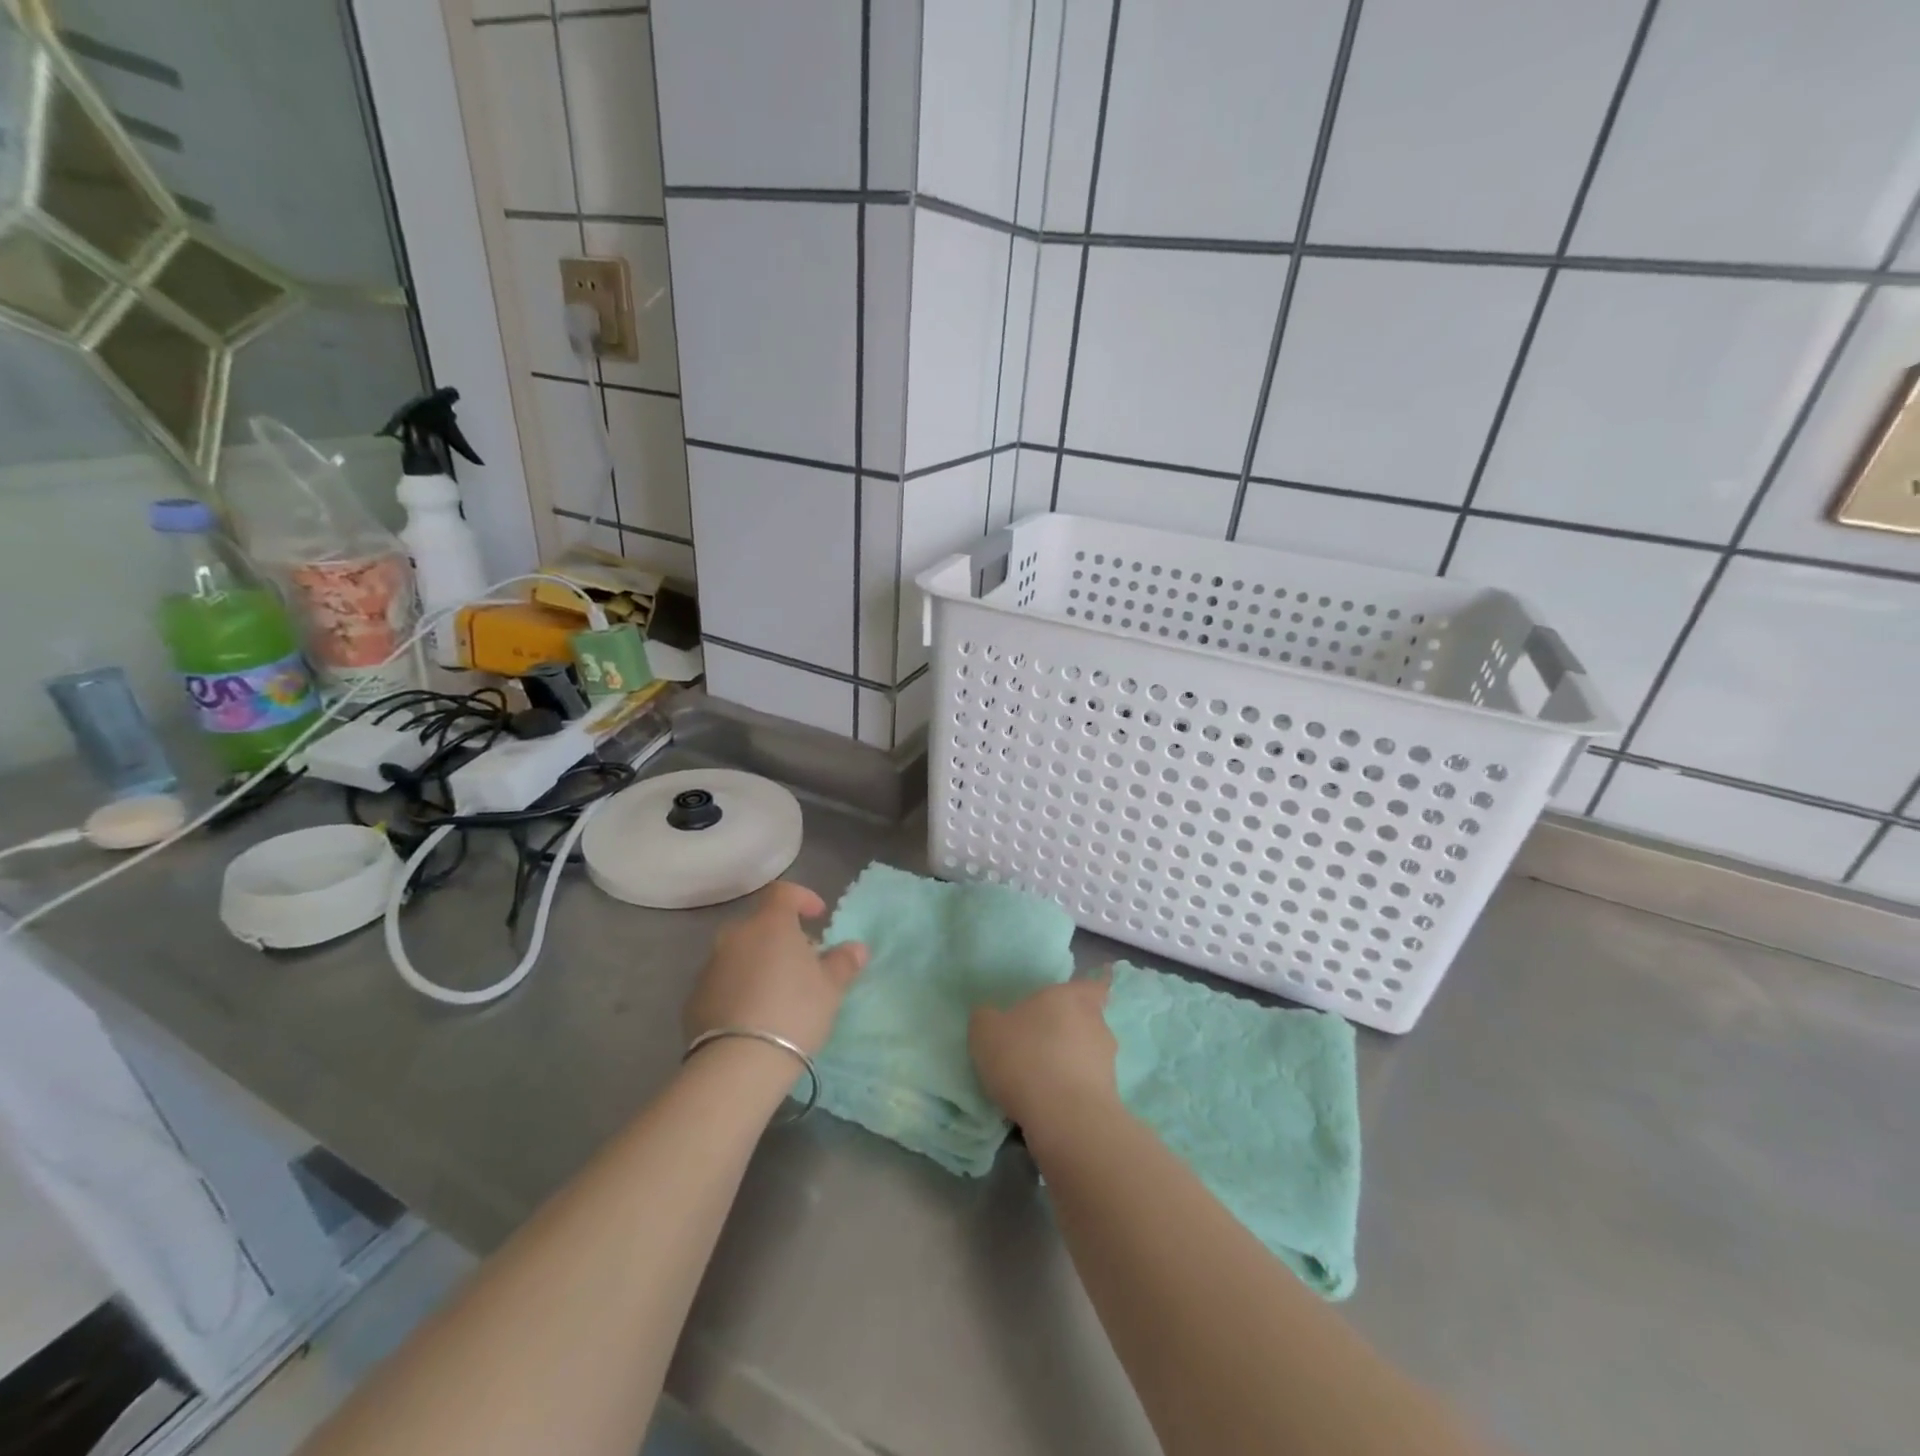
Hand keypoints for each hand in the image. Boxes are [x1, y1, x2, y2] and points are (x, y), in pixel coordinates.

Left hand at [682, 881, 867, 1057]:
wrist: (738, 1063)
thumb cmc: (794, 1012)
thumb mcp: (831, 988)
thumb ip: (843, 962)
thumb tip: (857, 948)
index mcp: (770, 924)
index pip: (783, 892)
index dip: (802, 898)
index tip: (818, 917)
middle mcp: (736, 936)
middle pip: (761, 925)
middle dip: (782, 937)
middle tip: (802, 963)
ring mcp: (710, 966)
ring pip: (740, 953)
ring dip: (759, 963)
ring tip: (778, 993)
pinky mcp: (694, 997)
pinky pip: (724, 981)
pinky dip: (739, 987)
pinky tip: (754, 1015)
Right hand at [968, 972, 1119, 1130]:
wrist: (1065, 1118)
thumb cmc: (1025, 1059)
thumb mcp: (986, 1032)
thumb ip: (987, 1018)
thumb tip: (991, 1017)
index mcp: (1069, 997)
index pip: (1092, 984)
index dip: (1091, 987)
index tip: (1082, 995)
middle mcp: (1095, 1022)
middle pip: (1088, 1019)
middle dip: (1071, 1028)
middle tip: (1044, 1040)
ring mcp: (1107, 1060)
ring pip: (1090, 1053)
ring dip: (1072, 1061)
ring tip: (1043, 1078)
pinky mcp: (1110, 1096)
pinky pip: (1089, 1084)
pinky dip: (1074, 1089)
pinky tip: (1050, 1103)